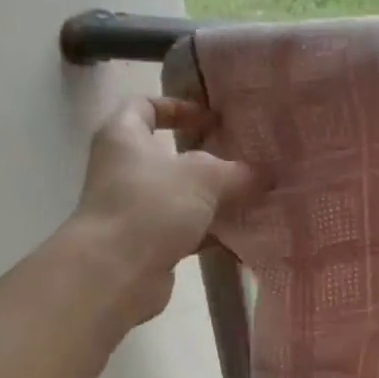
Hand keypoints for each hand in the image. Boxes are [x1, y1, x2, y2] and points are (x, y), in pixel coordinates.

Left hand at [74, 96, 259, 325]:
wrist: (116, 271)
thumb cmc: (152, 205)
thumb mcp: (204, 177)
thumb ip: (237, 172)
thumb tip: (262, 175)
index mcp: (124, 136)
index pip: (144, 106)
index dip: (178, 107)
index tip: (211, 120)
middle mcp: (123, 169)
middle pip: (166, 156)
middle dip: (205, 160)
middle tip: (241, 162)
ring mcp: (132, 209)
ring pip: (178, 197)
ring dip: (211, 200)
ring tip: (250, 200)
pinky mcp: (145, 244)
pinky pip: (182, 231)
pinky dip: (208, 232)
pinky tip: (239, 236)